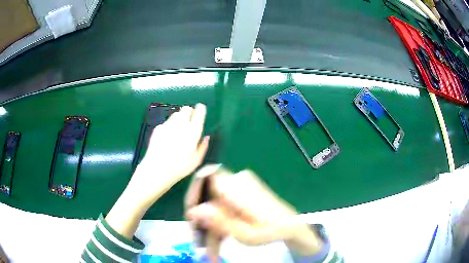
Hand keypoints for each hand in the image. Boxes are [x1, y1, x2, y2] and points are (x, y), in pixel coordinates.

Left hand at [129, 104, 209, 207]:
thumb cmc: (178, 169)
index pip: (199, 114)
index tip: (201, 109)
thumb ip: (202, 147)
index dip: (201, 109)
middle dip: (189, 112)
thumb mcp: (195, 162)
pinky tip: (167, 137)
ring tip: (178, 130)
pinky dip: (169, 126)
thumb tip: (207, 137)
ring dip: (179, 118)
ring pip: (175, 114)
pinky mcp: (158, 129)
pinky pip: (166, 122)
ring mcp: (167, 126)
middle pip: (185, 109)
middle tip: (189, 121)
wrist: (156, 170)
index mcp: (192, 134)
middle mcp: (180, 126)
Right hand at [185, 166, 322, 255]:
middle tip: (199, 244)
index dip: (192, 195)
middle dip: (200, 222)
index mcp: (238, 187)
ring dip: (210, 229)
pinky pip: (221, 208)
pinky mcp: (238, 196)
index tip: (190, 218)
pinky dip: (218, 225)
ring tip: (210, 252)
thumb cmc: (271, 230)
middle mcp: (236, 182)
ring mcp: (237, 189)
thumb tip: (192, 211)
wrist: (289, 225)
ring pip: (213, 206)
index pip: (204, 177)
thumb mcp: (245, 233)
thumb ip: (219, 221)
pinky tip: (218, 243)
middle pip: (207, 198)